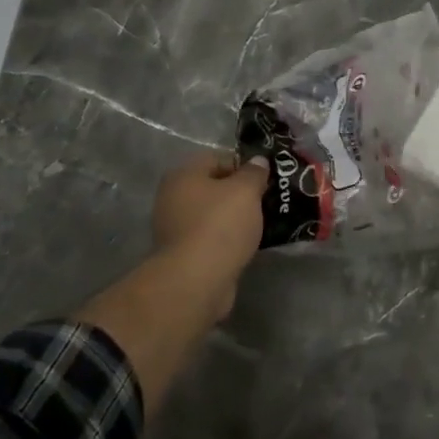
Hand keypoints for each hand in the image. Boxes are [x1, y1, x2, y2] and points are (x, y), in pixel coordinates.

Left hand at [152, 152, 267, 264]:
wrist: (197, 280)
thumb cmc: (220, 225)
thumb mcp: (246, 191)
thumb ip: (254, 172)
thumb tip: (258, 161)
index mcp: (183, 175)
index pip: (217, 158)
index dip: (243, 165)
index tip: (265, 179)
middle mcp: (172, 198)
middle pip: (214, 187)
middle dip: (240, 193)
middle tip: (265, 200)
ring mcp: (175, 228)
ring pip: (213, 214)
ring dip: (235, 218)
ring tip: (261, 223)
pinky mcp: (183, 254)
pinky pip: (211, 238)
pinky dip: (227, 239)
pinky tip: (247, 244)